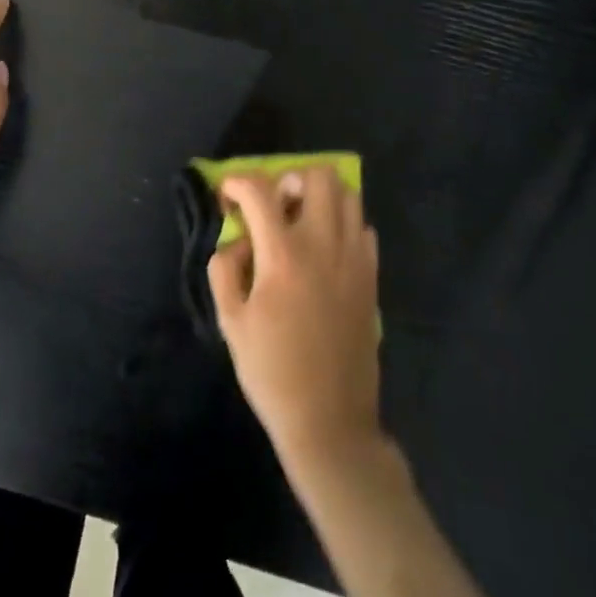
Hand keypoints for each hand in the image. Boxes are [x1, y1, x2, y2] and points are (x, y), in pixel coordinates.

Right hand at [208, 168, 383, 468]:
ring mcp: (354, 258)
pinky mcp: (371, 276)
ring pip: (347, 194)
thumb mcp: (230, 322)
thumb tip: (237, 240)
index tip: (226, 194)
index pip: (259, 191)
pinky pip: (362, 227)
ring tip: (300, 223)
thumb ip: (224, 269)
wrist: (330, 421)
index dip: (237, 182)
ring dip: (319, 196)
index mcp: (283, 255)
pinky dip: (342, 224)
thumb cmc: (272, 372)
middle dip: (288, 179)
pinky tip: (325, 250)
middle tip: (273, 206)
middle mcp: (323, 244)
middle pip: (317, 176)